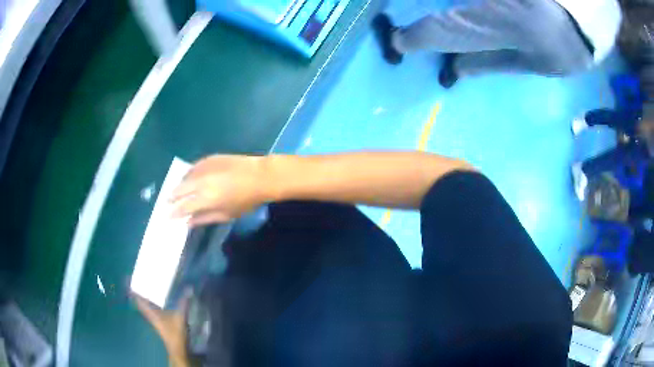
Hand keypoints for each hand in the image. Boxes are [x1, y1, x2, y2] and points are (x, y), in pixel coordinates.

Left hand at [134, 290, 192, 366]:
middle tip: (141, 284)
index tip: (131, 282)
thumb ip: (183, 303)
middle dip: (140, 295)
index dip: (134, 292)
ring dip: (146, 300)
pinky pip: (152, 312)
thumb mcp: (180, 317)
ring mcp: (155, 320)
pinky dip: (152, 306)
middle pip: (141, 304)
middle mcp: (150, 315)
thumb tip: (188, 288)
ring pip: (146, 308)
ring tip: (148, 290)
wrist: (178, 348)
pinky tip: (157, 303)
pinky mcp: (160, 324)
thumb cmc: (175, 333)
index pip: (139, 300)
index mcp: (151, 313)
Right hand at [171, 155, 266, 226]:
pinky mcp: (210, 158)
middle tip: (167, 202)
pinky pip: (193, 166)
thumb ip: (205, 218)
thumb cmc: (246, 200)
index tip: (167, 215)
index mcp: (205, 199)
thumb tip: (188, 222)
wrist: (260, 176)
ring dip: (179, 184)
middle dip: (171, 197)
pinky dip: (188, 173)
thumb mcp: (226, 215)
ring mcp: (205, 168)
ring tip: (176, 191)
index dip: (173, 212)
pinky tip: (188, 177)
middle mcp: (201, 182)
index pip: (183, 207)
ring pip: (185, 176)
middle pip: (180, 189)